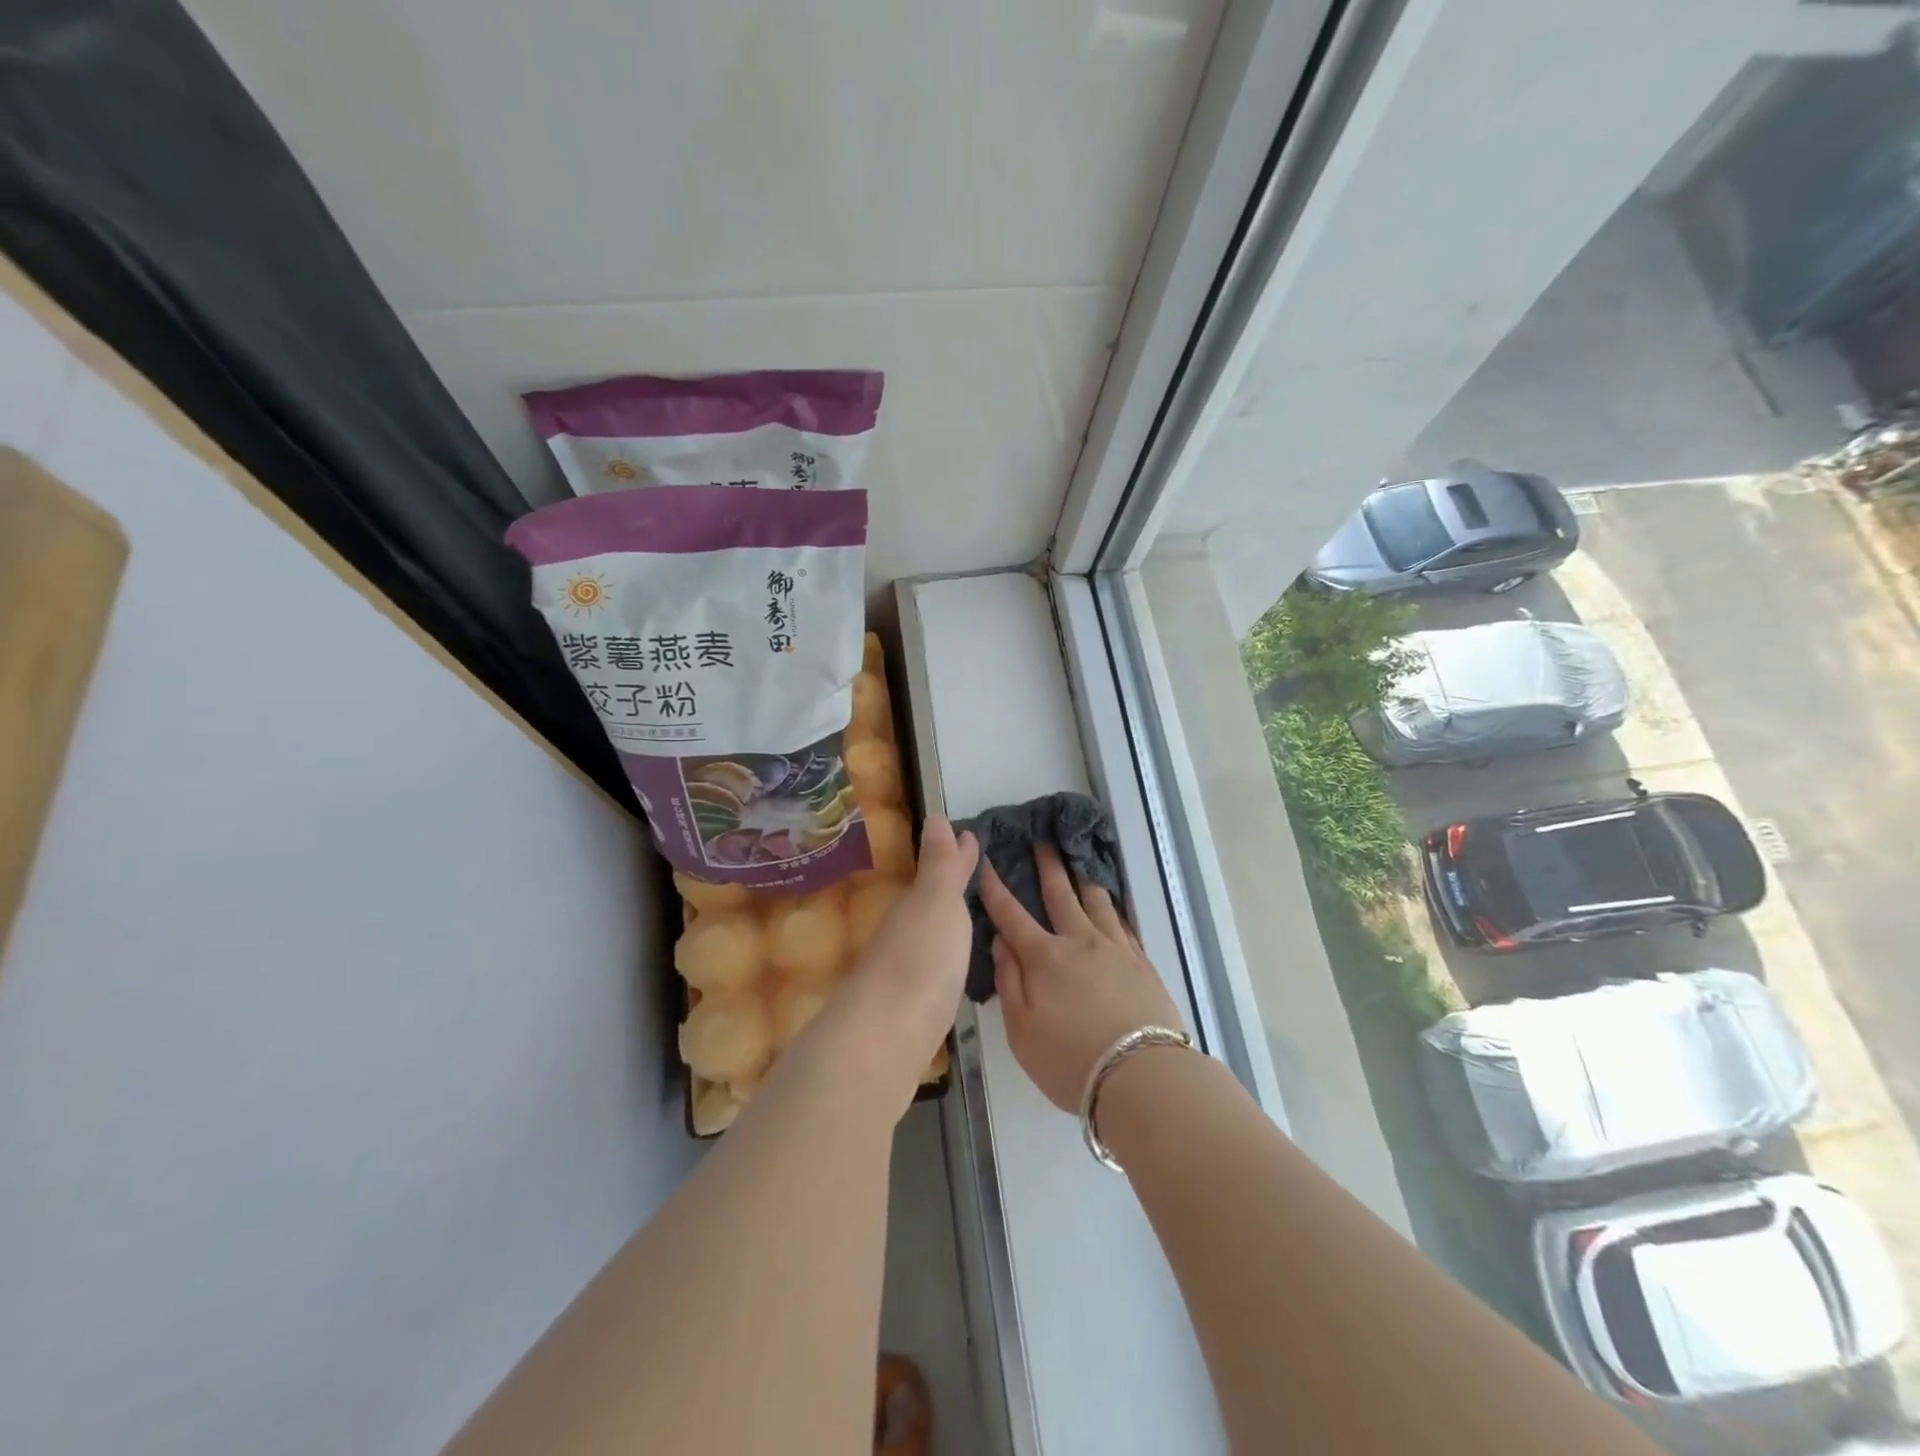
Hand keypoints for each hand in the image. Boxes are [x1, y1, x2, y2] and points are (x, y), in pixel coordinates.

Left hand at [811, 817, 978, 1115]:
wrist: (886, 1040)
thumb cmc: (919, 960)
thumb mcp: (936, 902)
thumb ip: (940, 865)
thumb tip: (934, 815)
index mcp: (914, 907)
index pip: (938, 873)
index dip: (955, 856)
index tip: (970, 835)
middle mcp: (906, 935)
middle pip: (931, 902)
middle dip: (951, 884)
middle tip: (974, 867)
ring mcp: (907, 973)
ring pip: (931, 934)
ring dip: (948, 920)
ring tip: (972, 911)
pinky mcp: (914, 1009)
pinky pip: (936, 967)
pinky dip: (948, 955)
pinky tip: (957, 963)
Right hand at [978, 845, 1184, 1112]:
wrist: (1143, 1076)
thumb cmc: (1071, 1061)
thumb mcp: (1022, 1031)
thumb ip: (1009, 982)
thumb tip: (1001, 942)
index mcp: (1044, 958)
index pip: (1012, 915)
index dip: (996, 887)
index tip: (987, 861)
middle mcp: (1080, 942)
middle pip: (1061, 895)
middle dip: (1048, 866)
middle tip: (1043, 840)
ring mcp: (1116, 949)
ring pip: (1097, 902)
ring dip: (1083, 879)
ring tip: (1079, 862)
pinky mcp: (1143, 963)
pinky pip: (1123, 924)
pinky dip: (1112, 908)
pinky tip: (1111, 906)